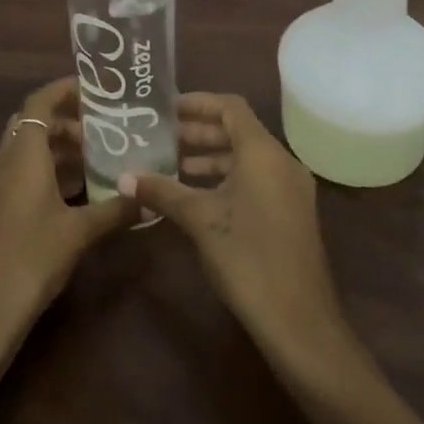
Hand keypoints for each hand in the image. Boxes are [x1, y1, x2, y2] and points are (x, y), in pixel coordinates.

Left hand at [0, 78, 139, 354]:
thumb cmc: (31, 256)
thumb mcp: (79, 231)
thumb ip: (116, 209)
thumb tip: (151, 197)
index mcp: (23, 153)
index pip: (39, 102)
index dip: (65, 89)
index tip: (98, 89)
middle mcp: (7, 161)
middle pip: (35, 123)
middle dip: (68, 119)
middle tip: (106, 125)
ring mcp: (0, 185)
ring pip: (30, 149)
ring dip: (61, 146)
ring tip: (101, 153)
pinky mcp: (0, 207)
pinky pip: (26, 171)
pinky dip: (52, 169)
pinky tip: (82, 188)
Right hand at [121, 93, 348, 369]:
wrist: (299, 320)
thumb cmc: (247, 257)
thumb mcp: (200, 220)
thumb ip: (163, 192)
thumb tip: (124, 177)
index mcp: (263, 152)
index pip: (230, 107)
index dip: (198, 102)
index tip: (165, 108)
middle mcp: (281, 161)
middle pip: (238, 131)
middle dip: (199, 132)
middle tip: (161, 138)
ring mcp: (290, 188)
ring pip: (247, 158)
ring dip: (211, 157)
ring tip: (172, 166)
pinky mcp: (291, 213)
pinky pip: (256, 179)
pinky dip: (226, 179)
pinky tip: (197, 197)